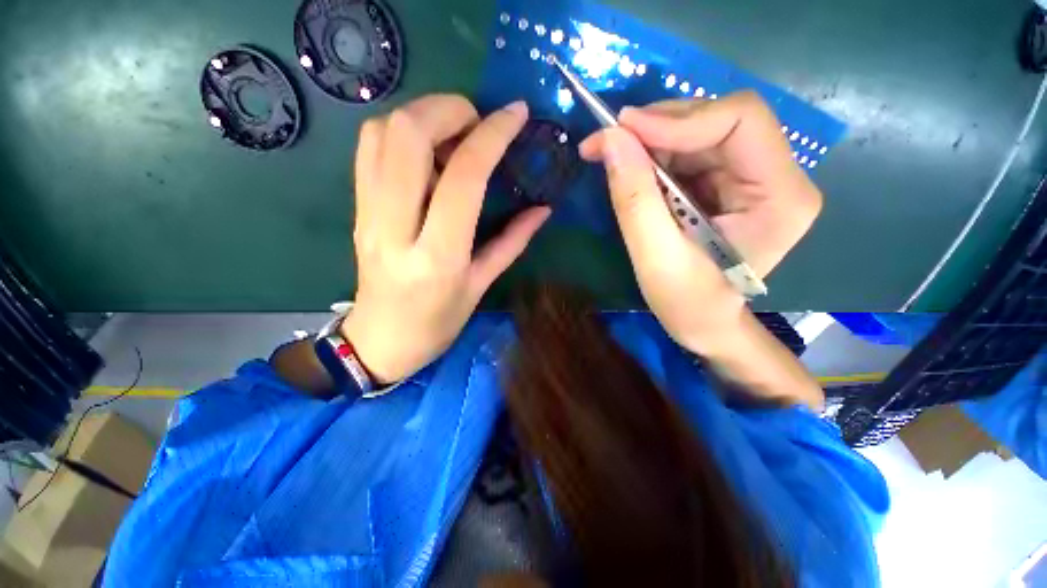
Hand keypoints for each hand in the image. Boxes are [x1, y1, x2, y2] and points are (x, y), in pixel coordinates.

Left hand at [342, 95, 550, 383]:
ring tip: (453, 136)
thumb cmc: (438, 323)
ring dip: (423, 116)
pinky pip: (369, 149)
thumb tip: (543, 209)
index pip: (464, 177)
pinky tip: (427, 151)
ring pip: (382, 133)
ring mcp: (367, 215)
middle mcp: (396, 228)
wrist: (381, 340)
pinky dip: (400, 131)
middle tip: (478, 123)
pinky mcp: (356, 209)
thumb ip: (513, 242)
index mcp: (438, 256)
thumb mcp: (481, 286)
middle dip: (450, 110)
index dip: (493, 135)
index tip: (516, 115)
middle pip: (408, 136)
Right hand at [578, 91, 821, 355]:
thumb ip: (634, 199)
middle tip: (607, 140)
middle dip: (658, 126)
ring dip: (651, 139)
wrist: (703, 323)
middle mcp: (776, 175)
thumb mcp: (655, 257)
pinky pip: (688, 152)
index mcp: (780, 196)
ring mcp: (752, 177)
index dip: (679, 118)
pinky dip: (654, 154)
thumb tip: (611, 138)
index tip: (622, 129)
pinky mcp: (726, 183)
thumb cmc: (687, 303)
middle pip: (718, 120)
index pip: (741, 121)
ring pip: (699, 132)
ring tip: (611, 154)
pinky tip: (631, 168)